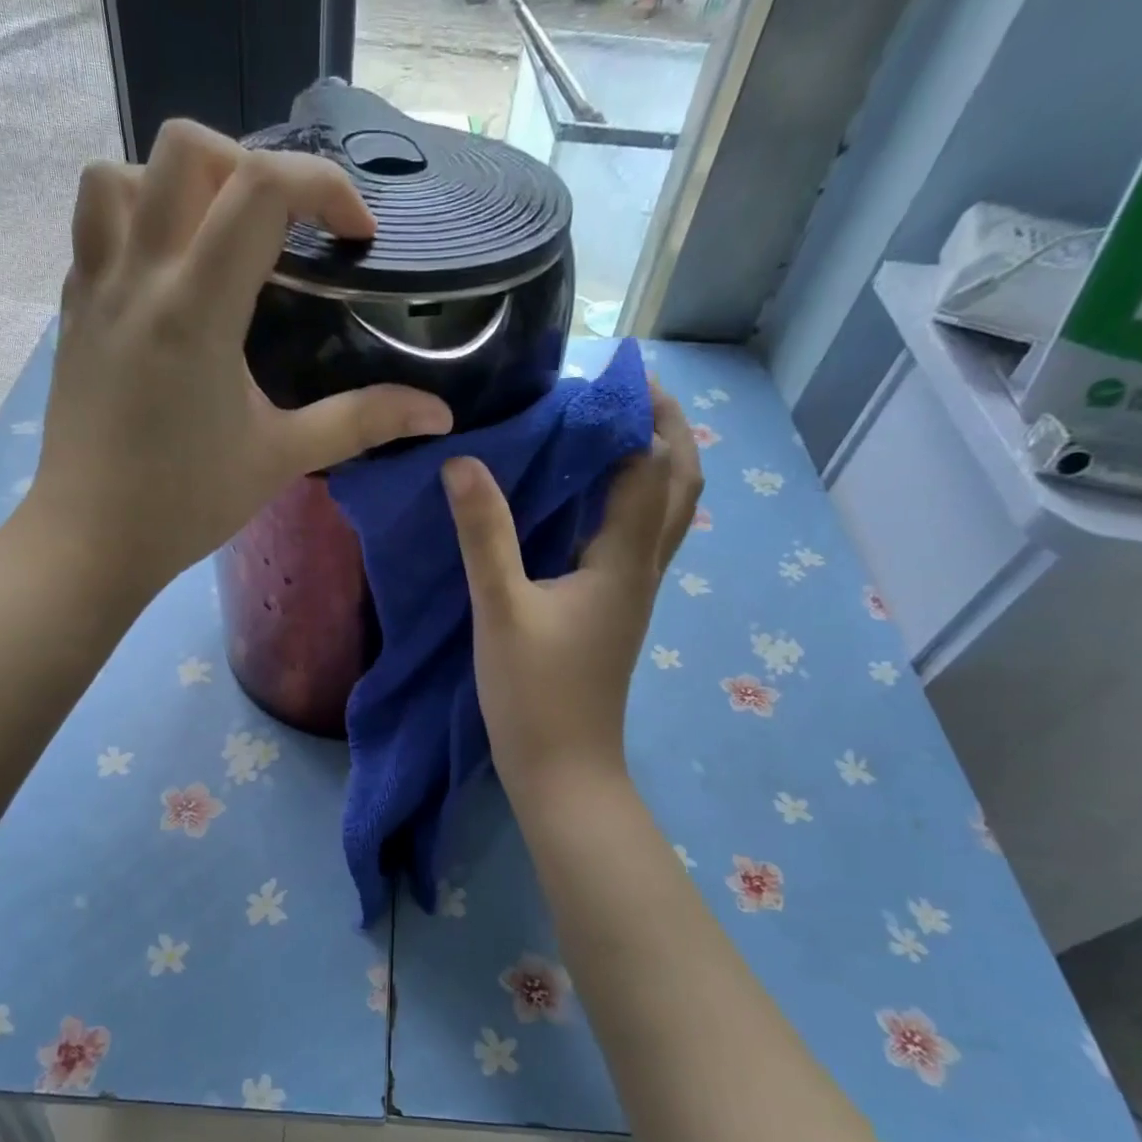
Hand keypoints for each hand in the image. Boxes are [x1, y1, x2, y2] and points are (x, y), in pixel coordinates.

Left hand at [25, 119, 452, 597]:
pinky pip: (95, 226)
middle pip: (185, 148)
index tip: (356, 236)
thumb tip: (438, 414)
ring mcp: (93, 288)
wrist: (92, 540)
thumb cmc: (187, 504)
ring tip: (215, 239)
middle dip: (251, 166)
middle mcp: (138, 276)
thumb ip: (361, 422)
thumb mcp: (282, 459)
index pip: (260, 188)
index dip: (323, 187)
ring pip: (119, 173)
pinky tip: (170, 278)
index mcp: (196, 309)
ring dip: (177, 184)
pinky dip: (137, 221)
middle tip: (283, 233)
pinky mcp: (72, 311)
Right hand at [443, 382, 701, 796]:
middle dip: (665, 430)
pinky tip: (586, 502)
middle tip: (626, 393)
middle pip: (679, 486)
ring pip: (663, 515)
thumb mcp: (501, 610)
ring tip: (608, 432)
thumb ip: (484, 535)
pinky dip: (627, 504)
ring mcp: (634, 595)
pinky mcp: (615, 614)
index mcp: (624, 561)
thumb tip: (463, 463)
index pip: (652, 467)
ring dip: (652, 465)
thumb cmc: (535, 694)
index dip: (642, 414)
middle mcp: (643, 570)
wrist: (563, 770)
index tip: (615, 371)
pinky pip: (637, 541)